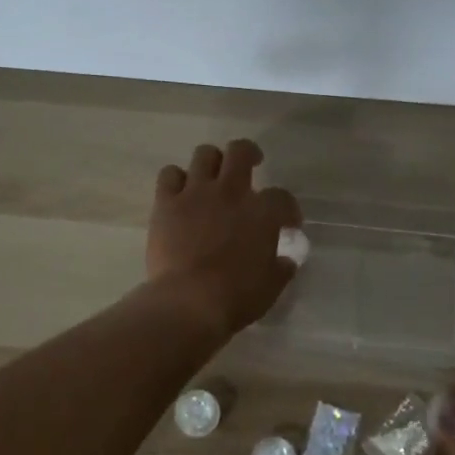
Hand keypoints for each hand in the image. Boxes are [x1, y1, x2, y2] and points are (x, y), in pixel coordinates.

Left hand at [146, 140, 301, 335]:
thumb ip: (281, 267)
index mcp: (263, 212)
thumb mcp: (271, 285)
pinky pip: (169, 175)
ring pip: (204, 154)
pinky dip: (176, 180)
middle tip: (251, 165)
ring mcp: (196, 193)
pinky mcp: (166, 203)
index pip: (282, 197)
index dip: (288, 208)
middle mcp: (231, 192)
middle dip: (249, 154)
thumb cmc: (237, 297)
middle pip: (241, 151)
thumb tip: (286, 260)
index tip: (287, 223)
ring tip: (213, 177)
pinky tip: (180, 193)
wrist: (189, 302)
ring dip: (212, 162)